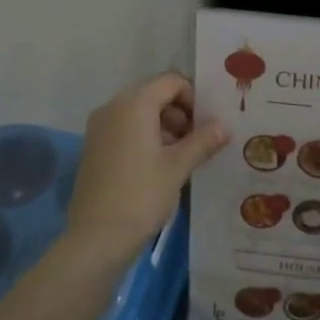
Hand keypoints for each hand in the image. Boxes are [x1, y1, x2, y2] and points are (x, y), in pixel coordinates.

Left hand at [64, 73, 227, 265]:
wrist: (97, 237)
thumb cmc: (141, 195)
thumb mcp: (178, 167)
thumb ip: (203, 141)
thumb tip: (225, 126)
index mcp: (133, 105)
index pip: (170, 82)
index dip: (194, 97)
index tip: (209, 123)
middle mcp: (112, 108)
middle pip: (154, 95)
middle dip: (180, 113)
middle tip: (201, 140)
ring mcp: (99, 128)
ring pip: (139, 113)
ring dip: (165, 126)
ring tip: (184, 156)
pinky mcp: (94, 148)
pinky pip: (126, 130)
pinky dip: (146, 138)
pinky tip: (161, 165)